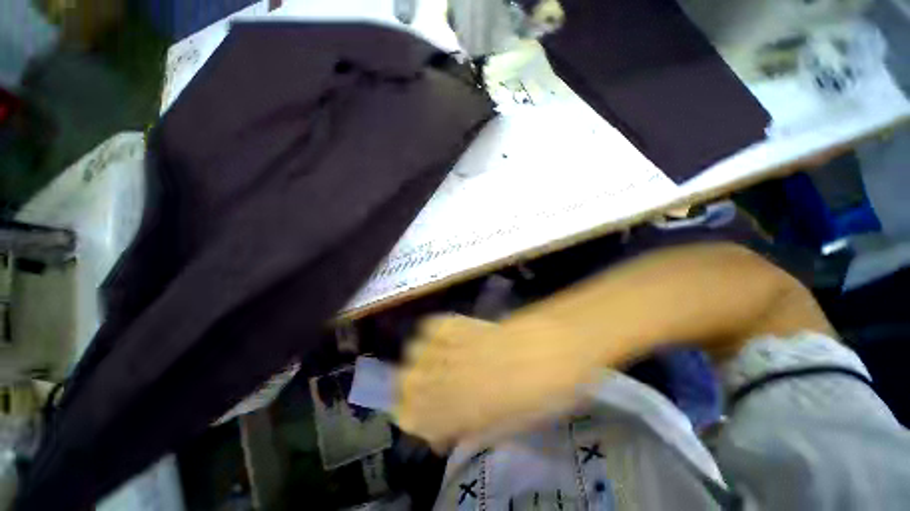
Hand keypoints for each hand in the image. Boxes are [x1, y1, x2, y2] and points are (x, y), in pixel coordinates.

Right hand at [395, 314, 600, 449]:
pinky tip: (441, 349)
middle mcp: (452, 377)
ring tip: (431, 380)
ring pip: (413, 358)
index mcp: (465, 407)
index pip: (419, 419)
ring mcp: (459, 348)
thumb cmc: (554, 392)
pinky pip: (433, 328)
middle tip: (428, 411)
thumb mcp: (522, 423)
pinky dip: (429, 340)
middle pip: (407, 387)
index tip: (436, 437)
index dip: (419, 429)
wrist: (571, 343)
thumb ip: (484, 432)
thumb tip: (460, 439)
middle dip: (408, 402)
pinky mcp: (469, 324)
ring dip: (415, 372)